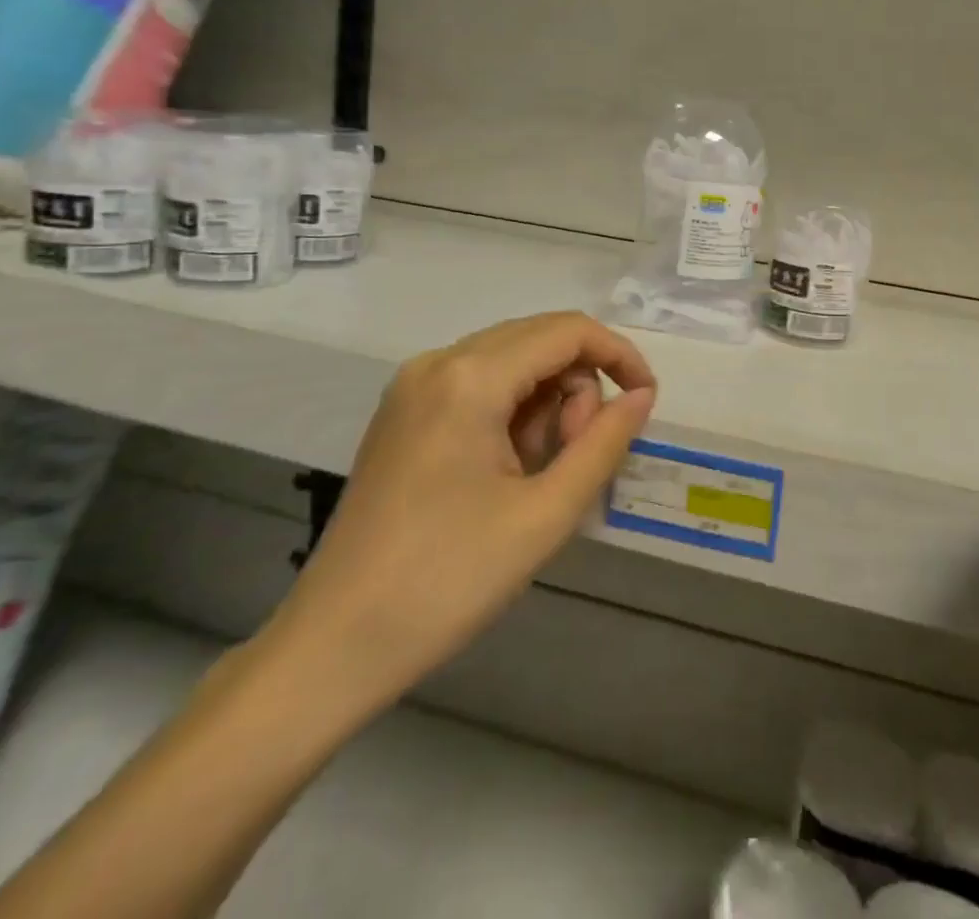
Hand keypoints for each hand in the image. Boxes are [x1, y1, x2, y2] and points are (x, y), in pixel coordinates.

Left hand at [255, 312, 656, 724]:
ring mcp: (413, 386)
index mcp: (470, 378)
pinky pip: (480, 385)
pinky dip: (513, 413)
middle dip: (578, 388)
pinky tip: (508, 468)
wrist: (333, 647)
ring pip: (512, 362)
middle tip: (577, 457)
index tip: (645, 401)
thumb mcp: (545, 513)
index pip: (568, 331)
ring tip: (538, 473)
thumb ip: (604, 442)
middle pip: (540, 341)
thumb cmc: (447, 581)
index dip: (619, 355)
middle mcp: (437, 362)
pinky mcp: (403, 413)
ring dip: (546, 403)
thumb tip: (641, 396)